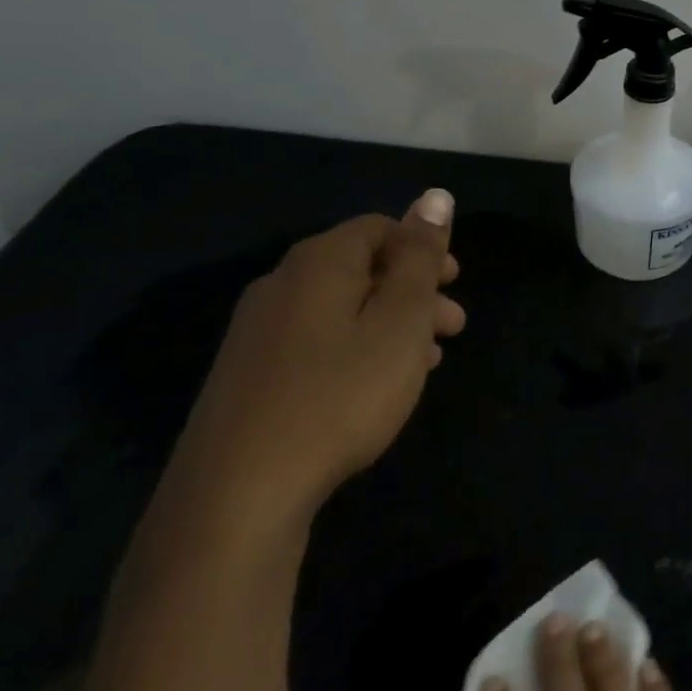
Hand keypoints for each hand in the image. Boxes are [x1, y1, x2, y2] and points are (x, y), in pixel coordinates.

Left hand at [171, 191, 465, 521]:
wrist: (236, 495)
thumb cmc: (339, 395)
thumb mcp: (400, 321)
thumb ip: (421, 257)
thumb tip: (435, 195)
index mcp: (320, 262)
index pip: (380, 228)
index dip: (424, 248)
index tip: (456, 282)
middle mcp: (282, 283)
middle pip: (362, 268)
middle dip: (414, 291)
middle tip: (453, 327)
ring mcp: (258, 331)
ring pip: (341, 309)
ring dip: (390, 324)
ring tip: (425, 362)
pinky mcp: (248, 375)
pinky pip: (316, 342)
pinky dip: (357, 349)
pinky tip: (375, 387)